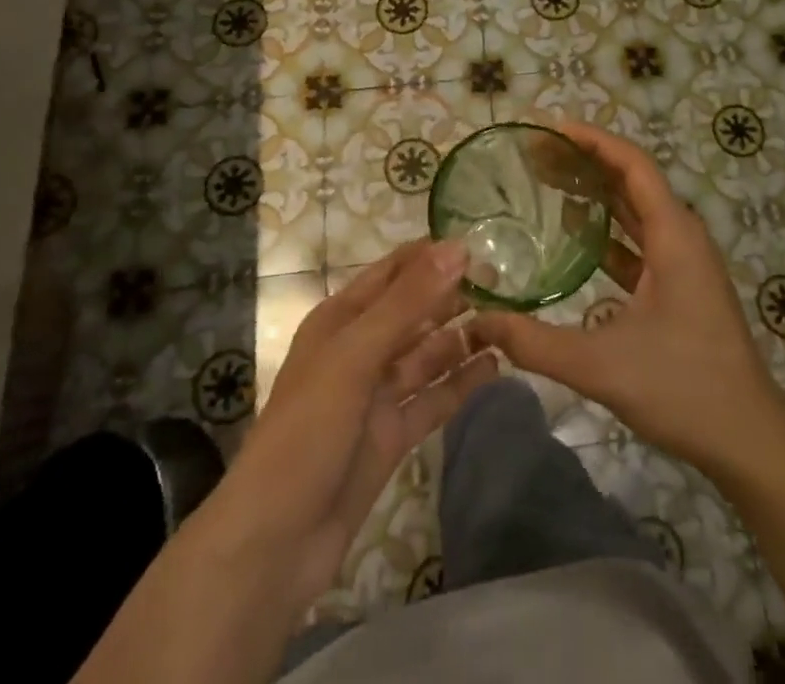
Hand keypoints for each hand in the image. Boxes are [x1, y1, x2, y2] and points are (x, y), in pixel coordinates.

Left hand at [214, 241, 497, 611]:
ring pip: (427, 354)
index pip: (392, 273)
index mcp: (340, 320)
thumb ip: (408, 302)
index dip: (430, 256)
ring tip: (509, 320)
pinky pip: (433, 398)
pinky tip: (495, 367)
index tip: (479, 243)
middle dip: (452, 295)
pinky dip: (461, 383)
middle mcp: (360, 350)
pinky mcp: (393, 434)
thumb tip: (457, 248)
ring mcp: (377, 395)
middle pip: (413, 312)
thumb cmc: (308, 430)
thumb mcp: (355, 355)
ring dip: (461, 337)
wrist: (275, 542)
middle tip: (505, 281)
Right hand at [470, 121, 784, 480]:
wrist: (749, 439)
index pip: (633, 165)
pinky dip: (609, 231)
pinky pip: (640, 241)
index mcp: (673, 235)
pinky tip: (576, 238)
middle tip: (537, 155)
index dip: (593, 141)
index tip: (551, 130)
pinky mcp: (682, 285)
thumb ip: (536, 343)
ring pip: (637, 211)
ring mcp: (684, 262)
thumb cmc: (683, 388)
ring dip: (597, 194)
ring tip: (550, 182)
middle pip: (632, 181)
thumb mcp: (601, 366)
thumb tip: (480, 321)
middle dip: (587, 162)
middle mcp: (681, 236)